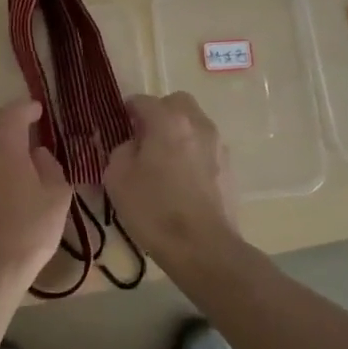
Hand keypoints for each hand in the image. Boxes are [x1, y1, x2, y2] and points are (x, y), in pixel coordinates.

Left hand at [0, 100, 72, 300]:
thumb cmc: (28, 232)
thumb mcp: (57, 198)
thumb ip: (50, 166)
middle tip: (24, 129)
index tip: (39, 111)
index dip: (28, 108)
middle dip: (5, 117)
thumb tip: (38, 154)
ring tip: (11, 157)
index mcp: (4, 145)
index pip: (14, 112)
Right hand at [102, 93, 238, 260]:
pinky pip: (205, 147)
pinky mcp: (230, 167)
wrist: (203, 248)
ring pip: (194, 124)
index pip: (142, 101)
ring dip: (178, 133)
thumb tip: (132, 145)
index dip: (127, 111)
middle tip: (144, 140)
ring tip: (164, 162)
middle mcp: (197, 124)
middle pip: (176, 103)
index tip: (118, 128)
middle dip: (159, 114)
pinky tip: (182, 180)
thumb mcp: (117, 178)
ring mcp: (218, 145)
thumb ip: (120, 150)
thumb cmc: (154, 210)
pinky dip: (192, 153)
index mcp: (168, 121)